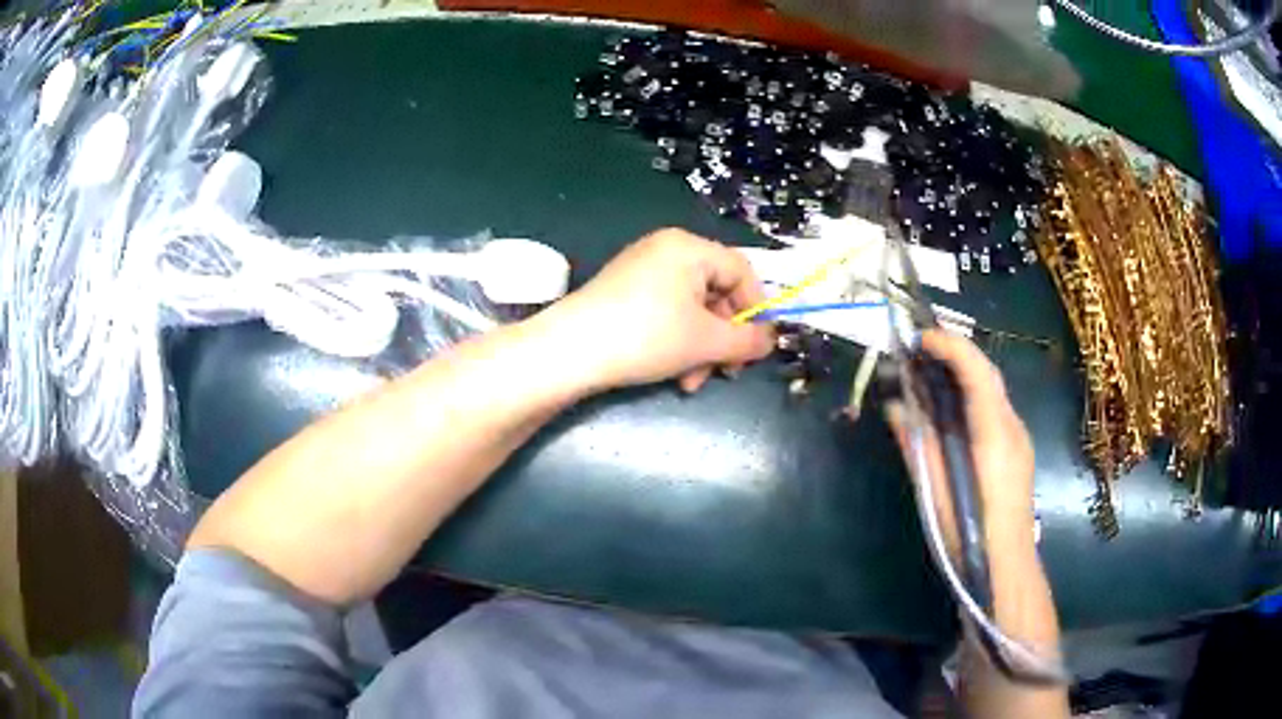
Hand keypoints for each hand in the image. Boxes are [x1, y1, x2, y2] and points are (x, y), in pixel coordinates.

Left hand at [543, 229, 774, 392]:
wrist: (570, 352)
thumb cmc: (647, 336)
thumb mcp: (706, 341)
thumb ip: (747, 340)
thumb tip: (769, 340)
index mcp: (689, 247)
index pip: (741, 271)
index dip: (757, 310)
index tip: (757, 345)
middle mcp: (666, 250)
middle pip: (716, 293)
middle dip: (724, 339)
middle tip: (726, 373)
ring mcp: (642, 271)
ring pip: (691, 310)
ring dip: (701, 349)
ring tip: (692, 384)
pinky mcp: (624, 294)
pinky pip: (666, 313)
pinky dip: (677, 343)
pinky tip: (673, 375)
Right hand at [887, 331, 1035, 553]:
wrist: (1006, 567)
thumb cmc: (969, 534)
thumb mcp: (936, 491)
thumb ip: (918, 445)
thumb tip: (896, 407)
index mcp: (994, 434)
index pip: (977, 371)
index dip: (949, 346)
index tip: (918, 340)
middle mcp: (1012, 426)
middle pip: (988, 372)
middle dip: (956, 352)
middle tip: (920, 350)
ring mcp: (1019, 437)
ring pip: (993, 389)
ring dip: (964, 372)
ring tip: (930, 373)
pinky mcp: (1017, 449)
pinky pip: (995, 408)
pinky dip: (972, 395)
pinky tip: (952, 411)